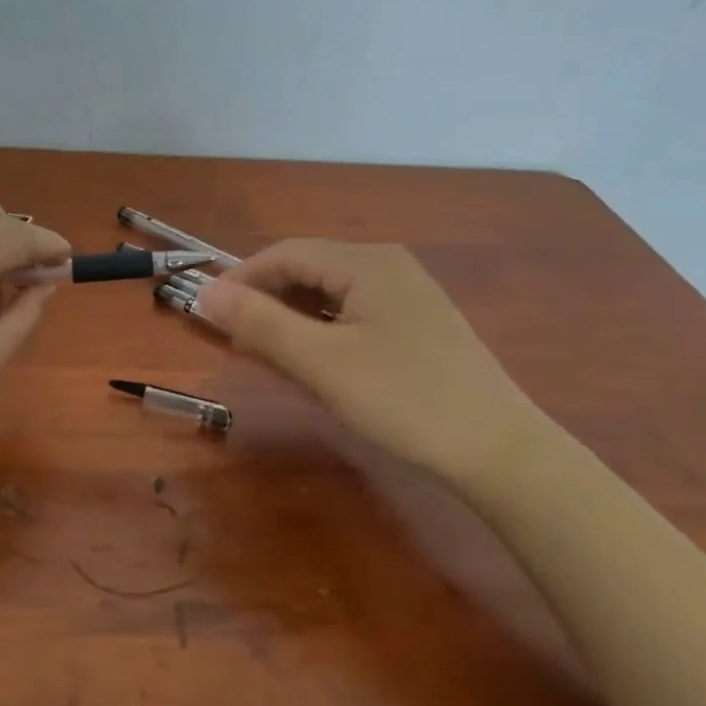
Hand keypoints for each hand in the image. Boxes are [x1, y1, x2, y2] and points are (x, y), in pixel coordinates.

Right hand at [196, 239, 545, 485]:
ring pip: (330, 293)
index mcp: (367, 262)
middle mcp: (388, 265)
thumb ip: (260, 323)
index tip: (207, 312)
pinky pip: (353, 313)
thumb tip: (205, 293)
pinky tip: (315, 361)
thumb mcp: (321, 361)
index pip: (285, 253)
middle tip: (236, 340)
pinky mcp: (417, 325)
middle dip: (267, 300)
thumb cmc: (403, 399)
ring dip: (292, 317)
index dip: (241, 279)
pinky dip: (322, 331)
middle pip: (308, 269)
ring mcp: (407, 295)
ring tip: (269, 353)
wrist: (500, 452)